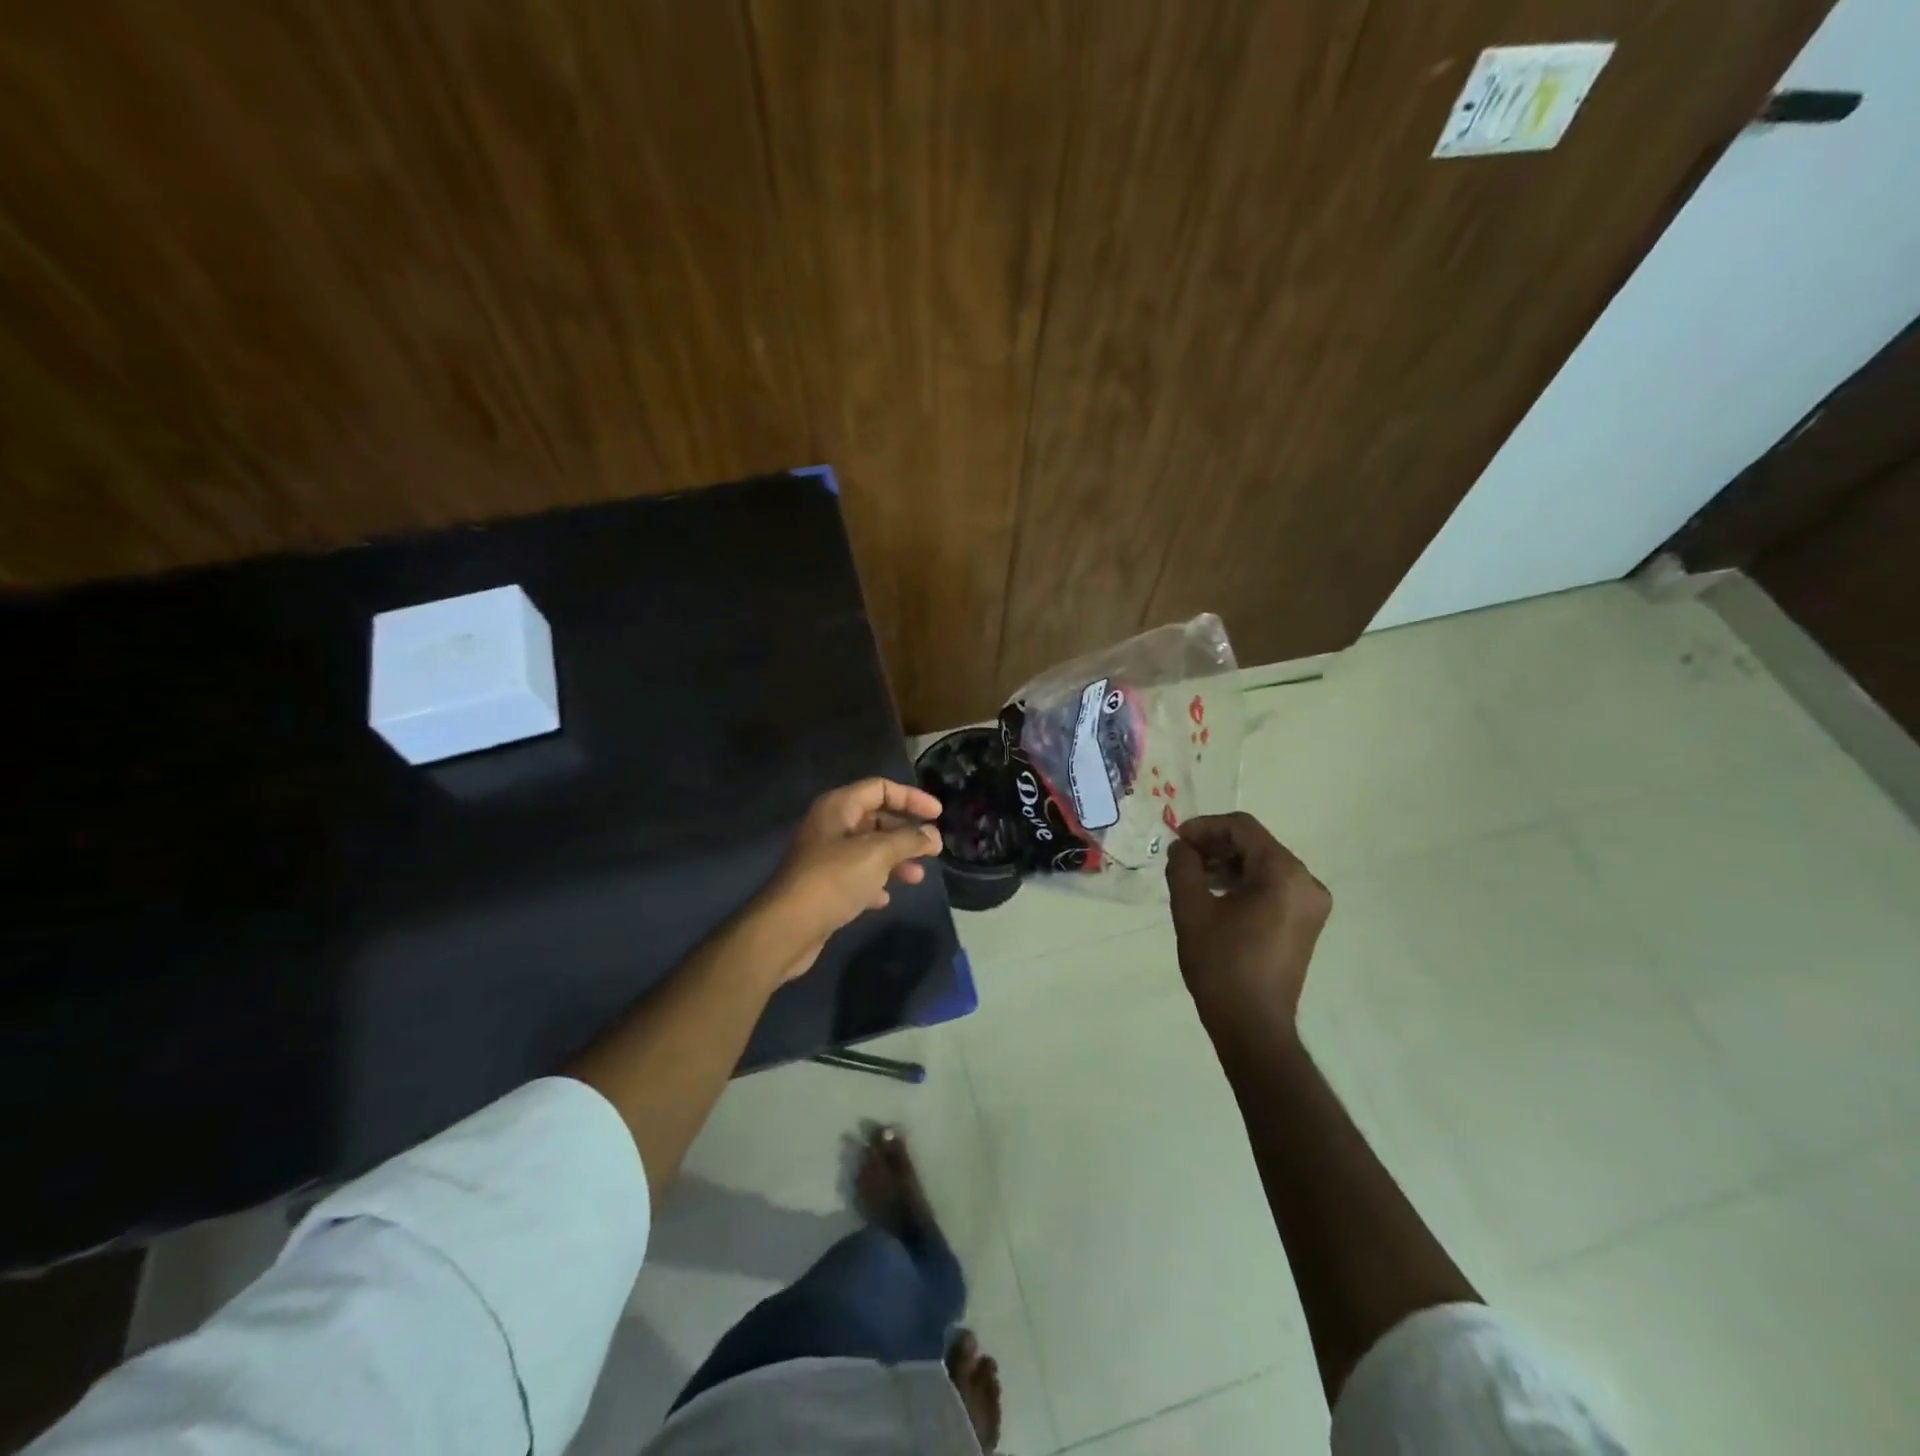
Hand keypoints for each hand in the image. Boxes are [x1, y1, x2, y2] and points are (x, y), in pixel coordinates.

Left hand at [760, 778, 942, 982]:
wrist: (788, 927)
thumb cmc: (834, 879)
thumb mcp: (878, 853)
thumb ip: (909, 840)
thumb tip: (933, 835)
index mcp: (838, 806)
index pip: (880, 788)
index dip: (911, 797)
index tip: (938, 814)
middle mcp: (831, 826)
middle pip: (876, 818)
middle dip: (906, 832)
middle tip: (933, 849)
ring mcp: (825, 857)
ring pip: (869, 849)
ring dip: (895, 860)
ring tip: (917, 877)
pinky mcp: (824, 886)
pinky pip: (857, 876)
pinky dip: (875, 882)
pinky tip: (886, 898)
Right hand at [1165, 812, 1330, 1033]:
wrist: (1253, 1025)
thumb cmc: (1221, 965)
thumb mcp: (1191, 910)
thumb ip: (1183, 867)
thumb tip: (1182, 848)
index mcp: (1284, 874)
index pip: (1242, 828)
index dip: (1205, 827)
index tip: (1176, 841)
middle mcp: (1306, 882)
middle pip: (1255, 844)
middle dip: (1215, 846)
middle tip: (1181, 859)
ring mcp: (1310, 904)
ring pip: (1263, 864)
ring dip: (1227, 864)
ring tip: (1193, 878)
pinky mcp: (1305, 921)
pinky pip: (1272, 886)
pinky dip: (1243, 882)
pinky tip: (1215, 895)